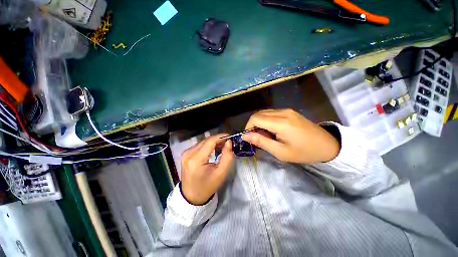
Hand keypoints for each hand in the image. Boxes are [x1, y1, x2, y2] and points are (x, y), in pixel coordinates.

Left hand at [180, 134, 233, 204]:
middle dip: (218, 139)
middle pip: (206, 140)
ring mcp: (185, 153)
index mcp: (196, 160)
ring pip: (203, 142)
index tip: (230, 137)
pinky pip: (199, 145)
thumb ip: (227, 156)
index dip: (221, 136)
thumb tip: (229, 142)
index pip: (210, 141)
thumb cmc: (207, 186)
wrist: (191, 196)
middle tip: (228, 143)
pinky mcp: (185, 154)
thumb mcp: (221, 173)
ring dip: (213, 142)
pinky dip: (207, 145)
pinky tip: (213, 150)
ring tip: (222, 147)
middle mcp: (188, 154)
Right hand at [242, 109, 339, 162]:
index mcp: (281, 123)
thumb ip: (261, 142)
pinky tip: (272, 130)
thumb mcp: (280, 152)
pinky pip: (271, 113)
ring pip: (264, 113)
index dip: (248, 127)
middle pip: (258, 114)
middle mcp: (282, 112)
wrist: (327, 145)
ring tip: (265, 135)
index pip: (255, 118)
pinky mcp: (289, 111)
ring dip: (259, 123)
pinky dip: (266, 120)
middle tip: (257, 138)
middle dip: (253, 125)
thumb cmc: (304, 152)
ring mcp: (287, 110)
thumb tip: (245, 136)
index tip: (249, 138)